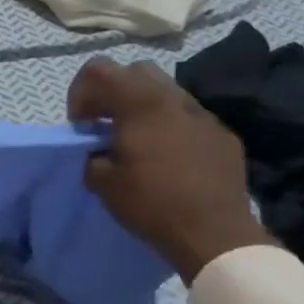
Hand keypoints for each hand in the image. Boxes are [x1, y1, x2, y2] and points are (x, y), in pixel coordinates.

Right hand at [68, 58, 273, 281]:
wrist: (215, 234)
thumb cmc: (152, 204)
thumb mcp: (103, 182)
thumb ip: (93, 155)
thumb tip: (99, 150)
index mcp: (141, 104)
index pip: (99, 70)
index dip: (80, 92)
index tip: (81, 125)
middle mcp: (174, 99)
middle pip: (136, 71)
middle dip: (113, 92)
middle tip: (104, 125)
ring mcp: (204, 116)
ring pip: (166, 92)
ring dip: (143, 108)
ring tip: (137, 142)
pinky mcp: (223, 136)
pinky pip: (189, 118)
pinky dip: (170, 127)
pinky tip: (169, 159)